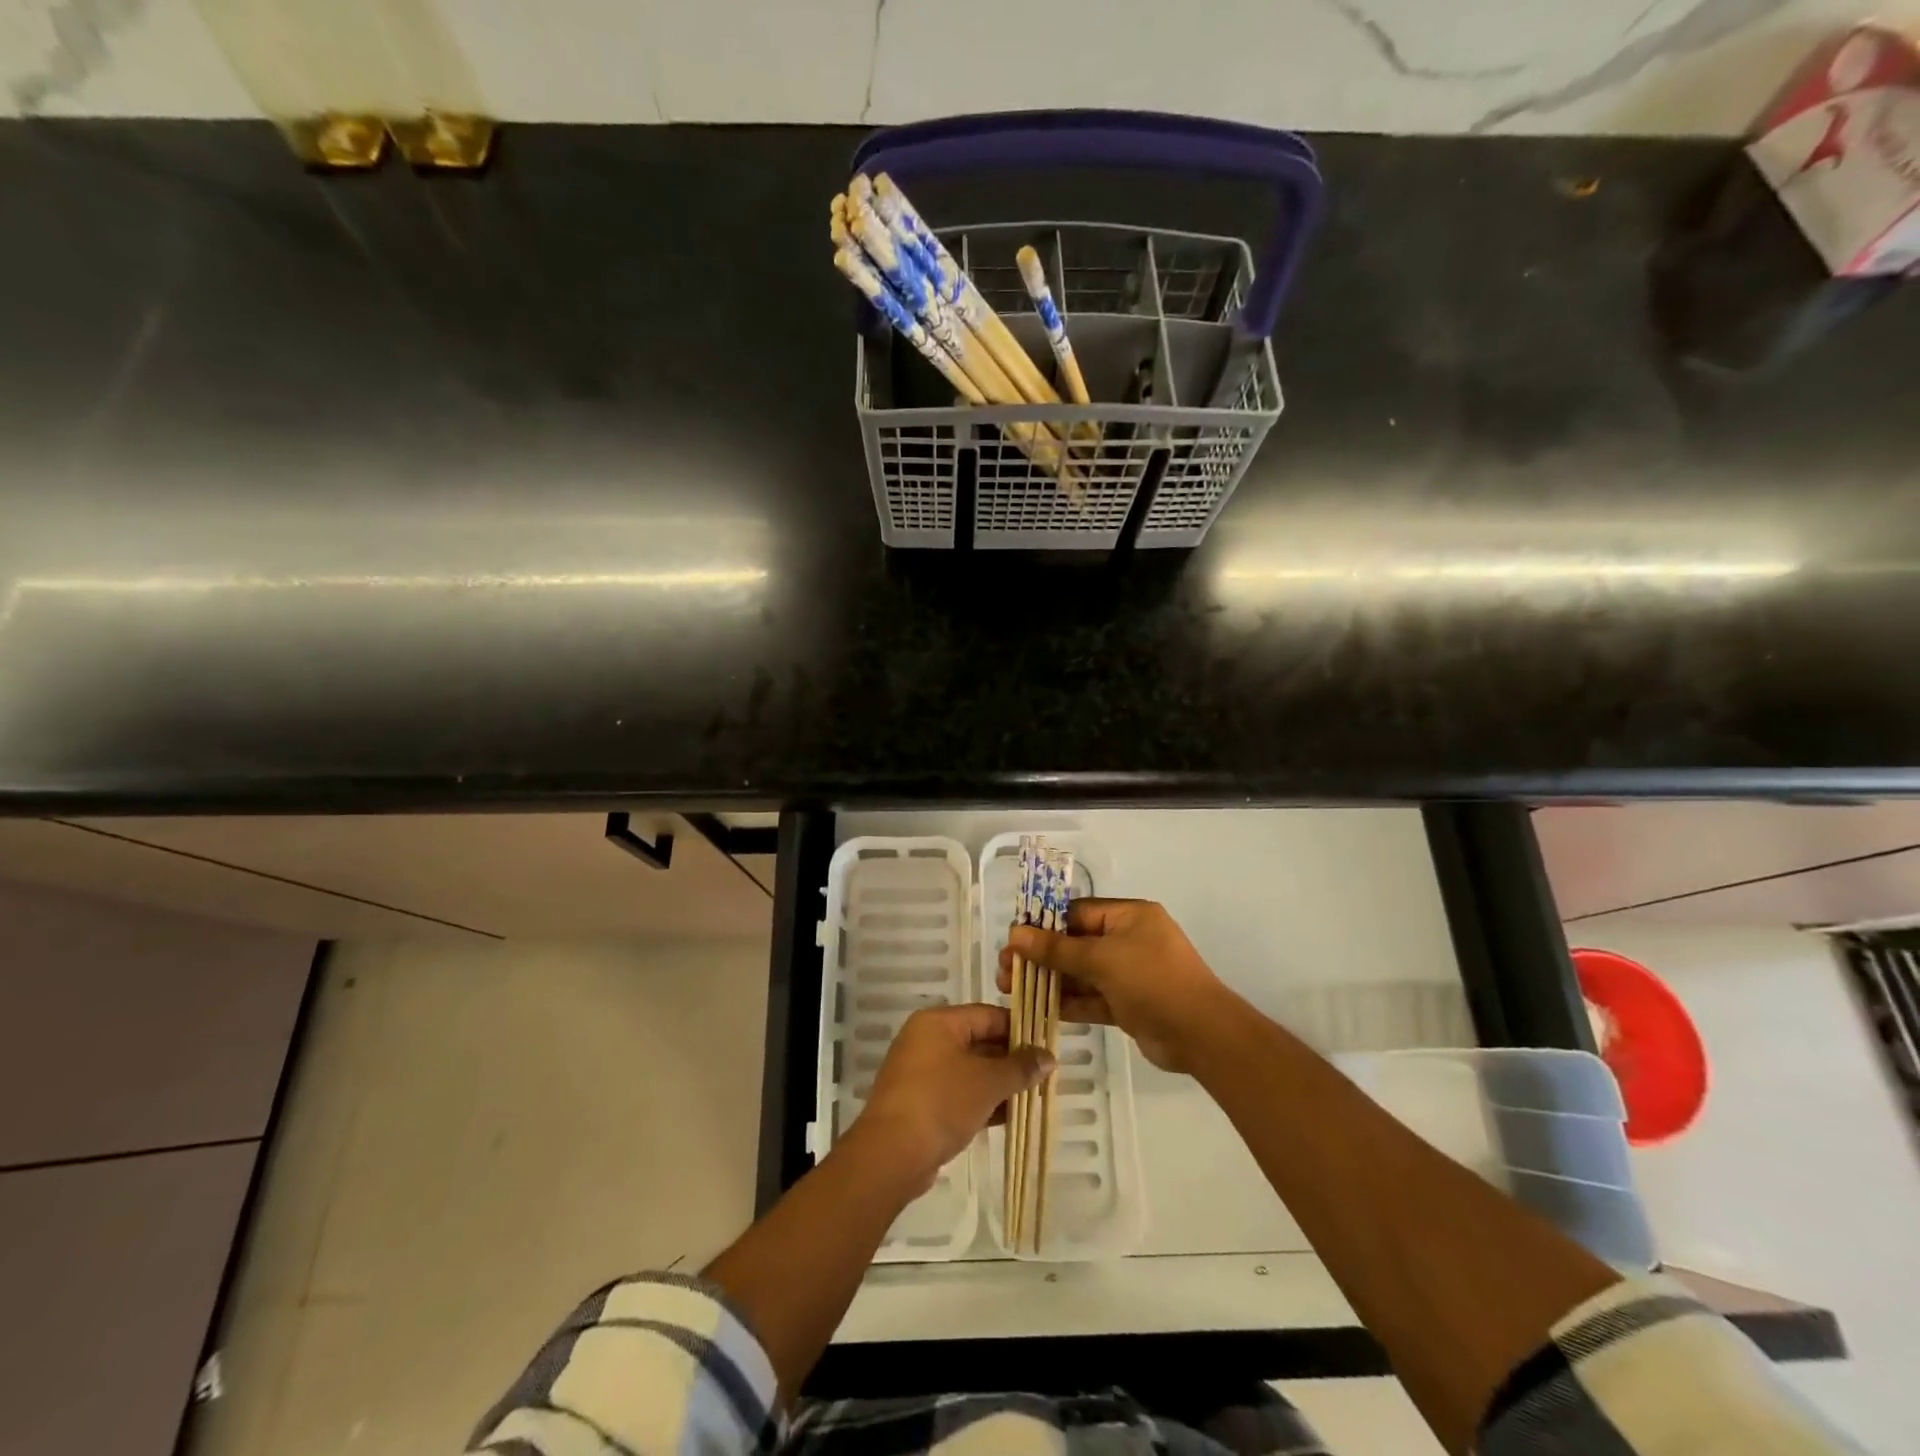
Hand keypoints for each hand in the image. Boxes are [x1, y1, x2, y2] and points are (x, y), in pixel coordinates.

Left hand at [851, 1004, 1053, 1193]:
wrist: (891, 1154)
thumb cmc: (941, 1102)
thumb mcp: (988, 1082)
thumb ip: (1020, 1067)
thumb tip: (1049, 1057)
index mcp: (939, 1022)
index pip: (988, 1015)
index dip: (1019, 1029)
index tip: (1046, 1046)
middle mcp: (926, 1039)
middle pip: (978, 1041)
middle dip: (1011, 1060)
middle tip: (1043, 1075)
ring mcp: (920, 1072)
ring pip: (969, 1070)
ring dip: (998, 1083)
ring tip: (1032, 1097)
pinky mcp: (919, 1103)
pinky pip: (957, 1093)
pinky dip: (981, 1101)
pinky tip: (1008, 1117)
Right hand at [999, 898, 1233, 1072]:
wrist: (1201, 1035)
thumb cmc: (1153, 980)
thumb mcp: (1102, 959)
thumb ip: (1057, 949)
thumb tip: (1015, 934)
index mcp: (1129, 917)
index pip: (1077, 914)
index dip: (1043, 925)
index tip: (1013, 940)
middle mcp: (1128, 940)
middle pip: (1075, 944)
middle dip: (1040, 956)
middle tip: (1005, 970)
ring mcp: (1128, 974)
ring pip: (1081, 973)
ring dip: (1049, 980)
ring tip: (1011, 988)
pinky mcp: (1127, 1004)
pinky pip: (1091, 998)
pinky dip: (1068, 1002)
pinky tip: (1037, 1006)